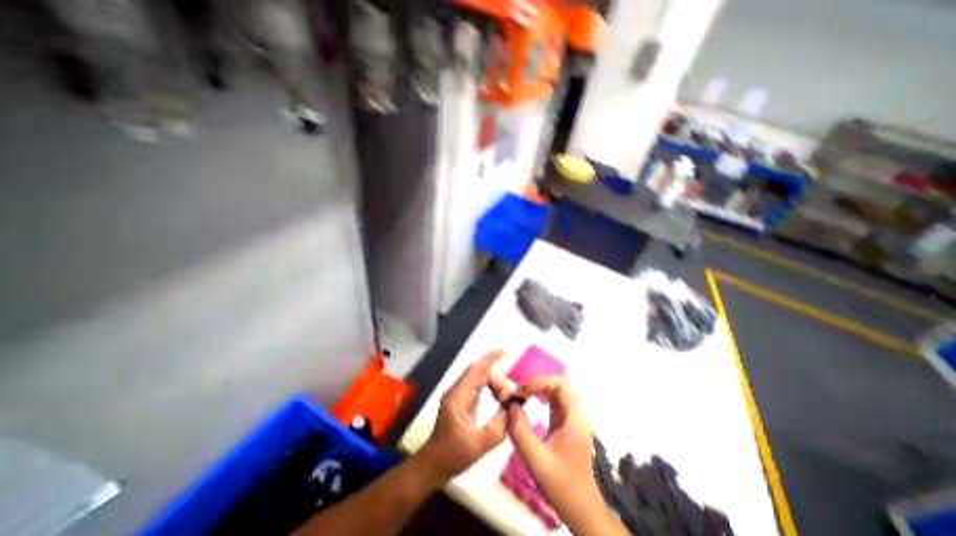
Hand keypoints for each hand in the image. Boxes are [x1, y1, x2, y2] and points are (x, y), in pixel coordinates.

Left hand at [415, 352, 511, 480]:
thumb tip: (514, 409)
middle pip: (481, 373)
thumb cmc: (452, 455)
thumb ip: (498, 427)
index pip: (476, 370)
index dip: (491, 358)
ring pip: (481, 378)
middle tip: (510, 398)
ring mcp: (460, 394)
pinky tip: (500, 397)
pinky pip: (480, 387)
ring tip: (507, 400)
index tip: (507, 353)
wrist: (433, 465)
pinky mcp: (463, 400)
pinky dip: (492, 389)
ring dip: (496, 385)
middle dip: (498, 380)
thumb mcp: (478, 445)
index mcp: (458, 396)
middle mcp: (458, 390)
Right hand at [508, 377, 620, 535]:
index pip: (562, 384)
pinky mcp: (565, 424)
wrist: (582, 510)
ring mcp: (571, 418)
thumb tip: (510, 405)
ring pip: (557, 390)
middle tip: (520, 392)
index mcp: (574, 418)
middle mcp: (575, 413)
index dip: (541, 382)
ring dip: (539, 387)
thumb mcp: (537, 460)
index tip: (522, 393)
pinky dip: (540, 395)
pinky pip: (554, 400)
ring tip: (521, 394)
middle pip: (560, 383)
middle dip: (539, 382)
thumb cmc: (562, 486)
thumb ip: (521, 432)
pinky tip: (529, 401)